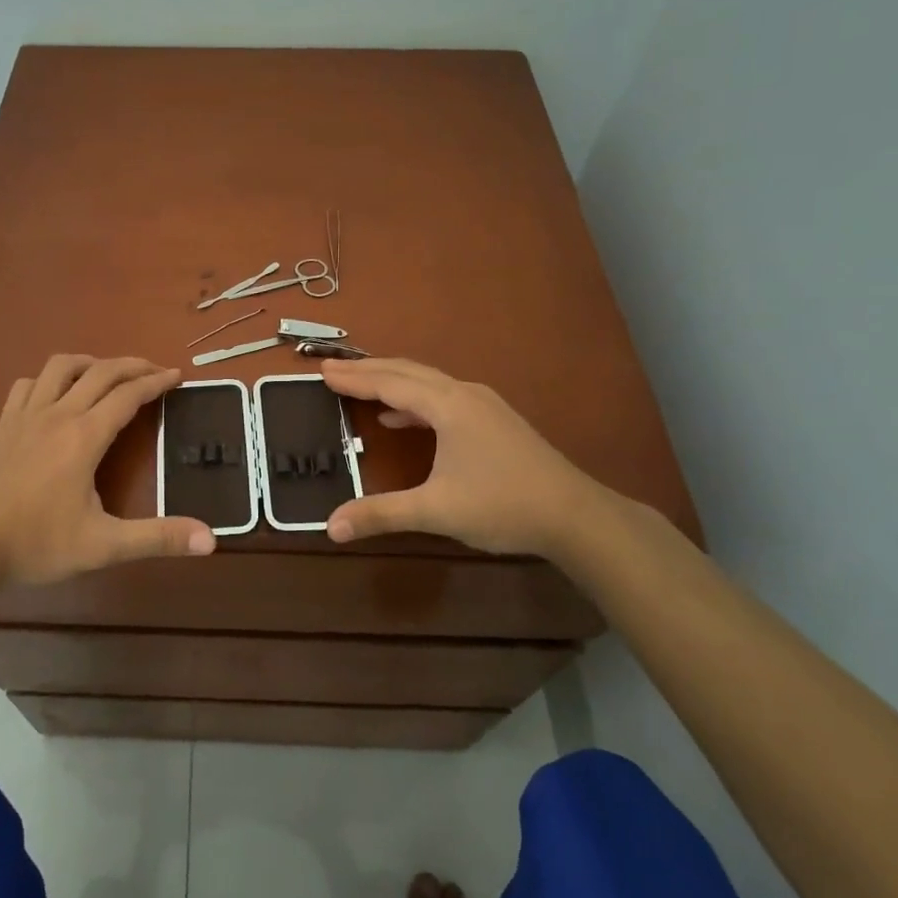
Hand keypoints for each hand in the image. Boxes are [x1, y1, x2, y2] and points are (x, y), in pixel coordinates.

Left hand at [0, 354, 215, 585]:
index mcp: (85, 435)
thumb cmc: (37, 543)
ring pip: (61, 366)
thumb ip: (157, 539)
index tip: (177, 375)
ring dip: (91, 362)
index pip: (128, 395)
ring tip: (108, 372)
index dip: (156, 382)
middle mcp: (58, 414)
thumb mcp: (104, 546)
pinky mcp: (4, 424)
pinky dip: (49, 379)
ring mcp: (26, 415)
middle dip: (132, 365)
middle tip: (155, 370)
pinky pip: (29, 384)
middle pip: (101, 371)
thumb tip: (210, 540)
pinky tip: (55, 393)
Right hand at [319, 358, 620, 559]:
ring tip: (360, 387)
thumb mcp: (436, 511)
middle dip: (367, 370)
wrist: (575, 515)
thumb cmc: (502, 505)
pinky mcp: (494, 420)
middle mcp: (464, 394)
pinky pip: (443, 397)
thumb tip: (331, 526)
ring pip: (428, 382)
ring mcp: (483, 405)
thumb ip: (382, 514)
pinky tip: (402, 419)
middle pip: (407, 371)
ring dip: (391, 381)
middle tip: (332, 370)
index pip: (390, 383)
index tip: (322, 372)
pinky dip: (414, 401)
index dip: (354, 378)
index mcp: (448, 405)